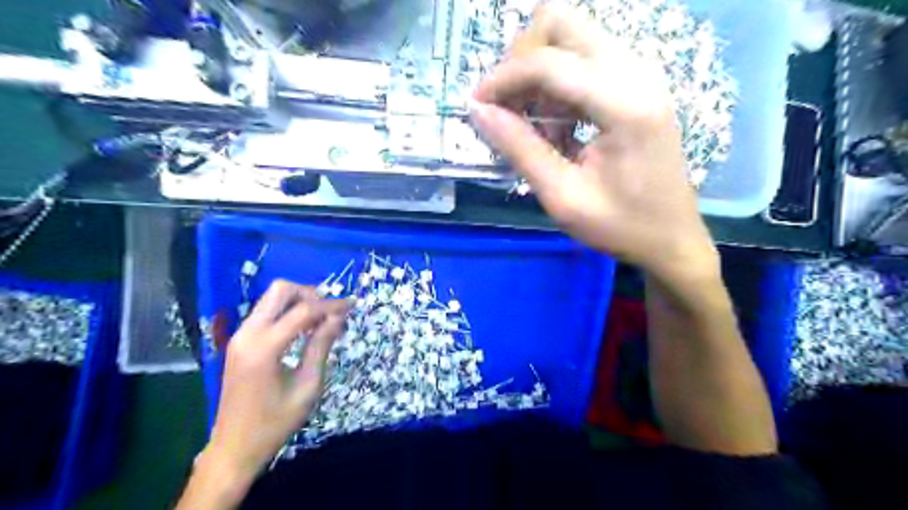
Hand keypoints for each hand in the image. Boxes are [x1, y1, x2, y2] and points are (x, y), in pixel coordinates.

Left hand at [203, 280, 348, 482]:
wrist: (234, 448)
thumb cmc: (275, 422)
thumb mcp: (308, 386)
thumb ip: (321, 346)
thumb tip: (338, 318)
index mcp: (264, 347)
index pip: (303, 310)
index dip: (331, 305)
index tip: (352, 305)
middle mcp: (247, 333)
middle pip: (280, 290)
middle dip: (310, 294)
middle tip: (331, 311)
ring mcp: (239, 336)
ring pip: (271, 298)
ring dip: (299, 302)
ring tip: (321, 321)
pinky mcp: (239, 342)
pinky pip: (265, 313)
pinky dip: (287, 313)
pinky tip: (303, 330)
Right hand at [469, 3, 715, 277]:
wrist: (672, 238)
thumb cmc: (620, 226)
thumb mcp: (562, 196)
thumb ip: (520, 148)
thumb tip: (478, 111)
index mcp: (624, 104)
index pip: (548, 62)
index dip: (503, 79)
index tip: (476, 105)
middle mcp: (636, 72)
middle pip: (561, 23)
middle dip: (522, 59)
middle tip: (508, 106)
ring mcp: (640, 73)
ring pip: (572, 35)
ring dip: (539, 71)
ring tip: (534, 124)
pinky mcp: (637, 83)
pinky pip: (584, 58)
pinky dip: (558, 82)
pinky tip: (557, 125)